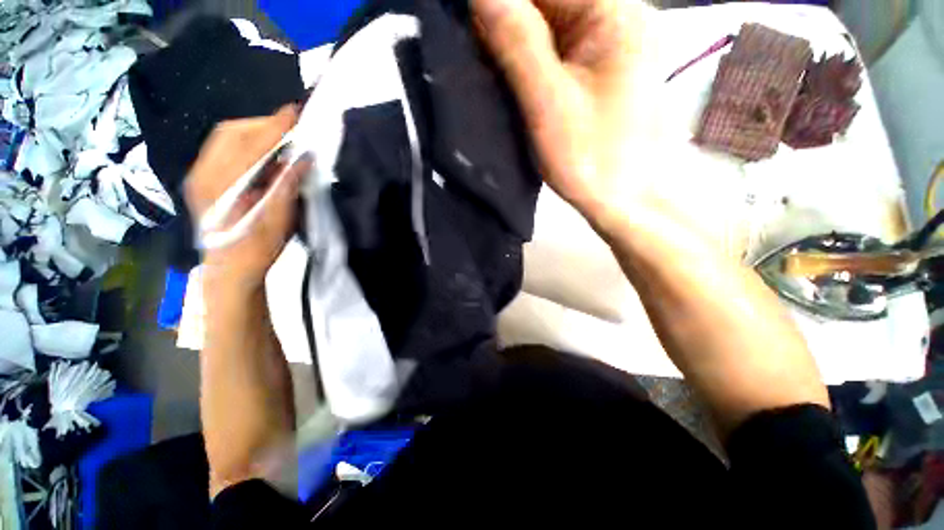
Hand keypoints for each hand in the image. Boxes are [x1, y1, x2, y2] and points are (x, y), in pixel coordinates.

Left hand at [184, 105, 311, 292]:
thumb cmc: (257, 250)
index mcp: (222, 186)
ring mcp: (200, 174)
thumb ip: (286, 188)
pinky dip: (246, 142)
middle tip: (292, 126)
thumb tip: (302, 159)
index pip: (249, 145)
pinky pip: (223, 148)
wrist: (229, 270)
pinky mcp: (203, 178)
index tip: (295, 112)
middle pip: (231, 133)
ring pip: (225, 138)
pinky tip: (264, 150)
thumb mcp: (278, 222)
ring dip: (255, 131)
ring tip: (281, 135)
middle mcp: (204, 173)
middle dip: (264, 124)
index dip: (274, 126)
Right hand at [472, 0, 656, 225]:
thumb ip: (517, 43)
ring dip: (518, 44)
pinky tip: (516, 82)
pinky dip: (533, 62)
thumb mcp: (548, 103)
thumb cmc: (591, 159)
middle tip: (479, 56)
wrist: (624, 201)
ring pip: (553, 28)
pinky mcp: (603, 73)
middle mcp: (619, 18)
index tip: (469, 29)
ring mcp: (613, 47)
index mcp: (615, 14)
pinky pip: (561, 52)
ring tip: (493, 70)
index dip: (503, 5)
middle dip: (510, 23)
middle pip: (550, 4)